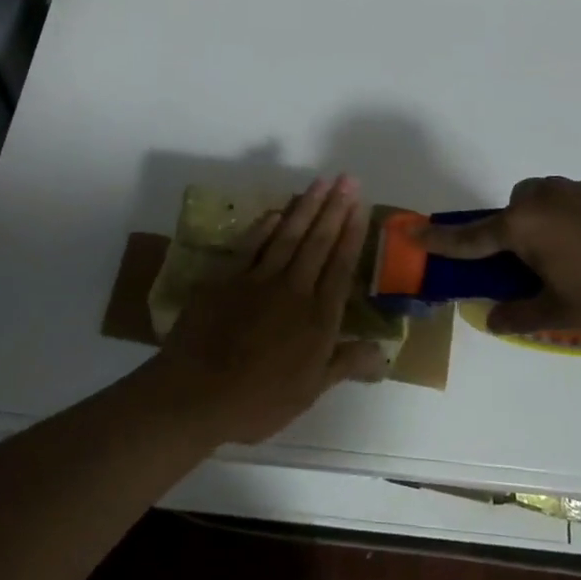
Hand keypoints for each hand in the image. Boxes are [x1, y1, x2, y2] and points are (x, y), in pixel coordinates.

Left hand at [151, 175, 385, 444]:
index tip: (360, 207)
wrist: (196, 394)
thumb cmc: (258, 401)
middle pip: (317, 243)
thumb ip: (345, 364)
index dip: (351, 236)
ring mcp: (257, 281)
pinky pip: (250, 246)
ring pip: (287, 236)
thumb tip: (383, 351)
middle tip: (347, 179)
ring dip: (305, 207)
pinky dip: (265, 226)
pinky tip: (276, 211)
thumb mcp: (310, 392)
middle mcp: (292, 290)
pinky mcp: (226, 280)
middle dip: (334, 209)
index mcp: (317, 318)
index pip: (340, 267)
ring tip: (320, 182)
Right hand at [417, 177, 580, 335]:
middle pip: (516, 205)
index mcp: (526, 225)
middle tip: (534, 260)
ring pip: (552, 198)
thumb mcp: (563, 312)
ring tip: (580, 256)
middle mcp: (549, 197)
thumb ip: (522, 316)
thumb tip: (494, 321)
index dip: (442, 238)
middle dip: (516, 226)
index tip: (414, 231)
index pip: (472, 235)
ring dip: (552, 220)